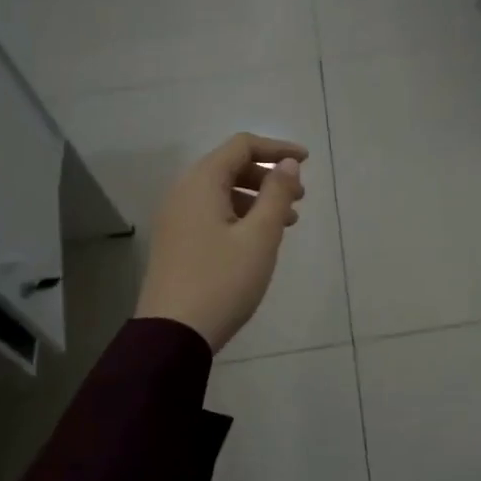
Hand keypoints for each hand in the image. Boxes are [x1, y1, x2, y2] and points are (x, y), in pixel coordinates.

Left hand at [135, 133, 307, 352]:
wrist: (173, 334)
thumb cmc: (223, 280)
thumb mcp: (260, 236)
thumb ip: (277, 194)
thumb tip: (288, 164)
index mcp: (201, 183)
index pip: (242, 146)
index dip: (277, 149)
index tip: (307, 161)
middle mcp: (183, 192)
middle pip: (230, 167)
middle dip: (268, 177)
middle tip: (299, 198)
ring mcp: (176, 218)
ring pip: (222, 193)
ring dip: (257, 199)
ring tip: (287, 222)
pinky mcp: (177, 241)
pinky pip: (212, 213)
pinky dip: (240, 215)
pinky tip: (259, 240)